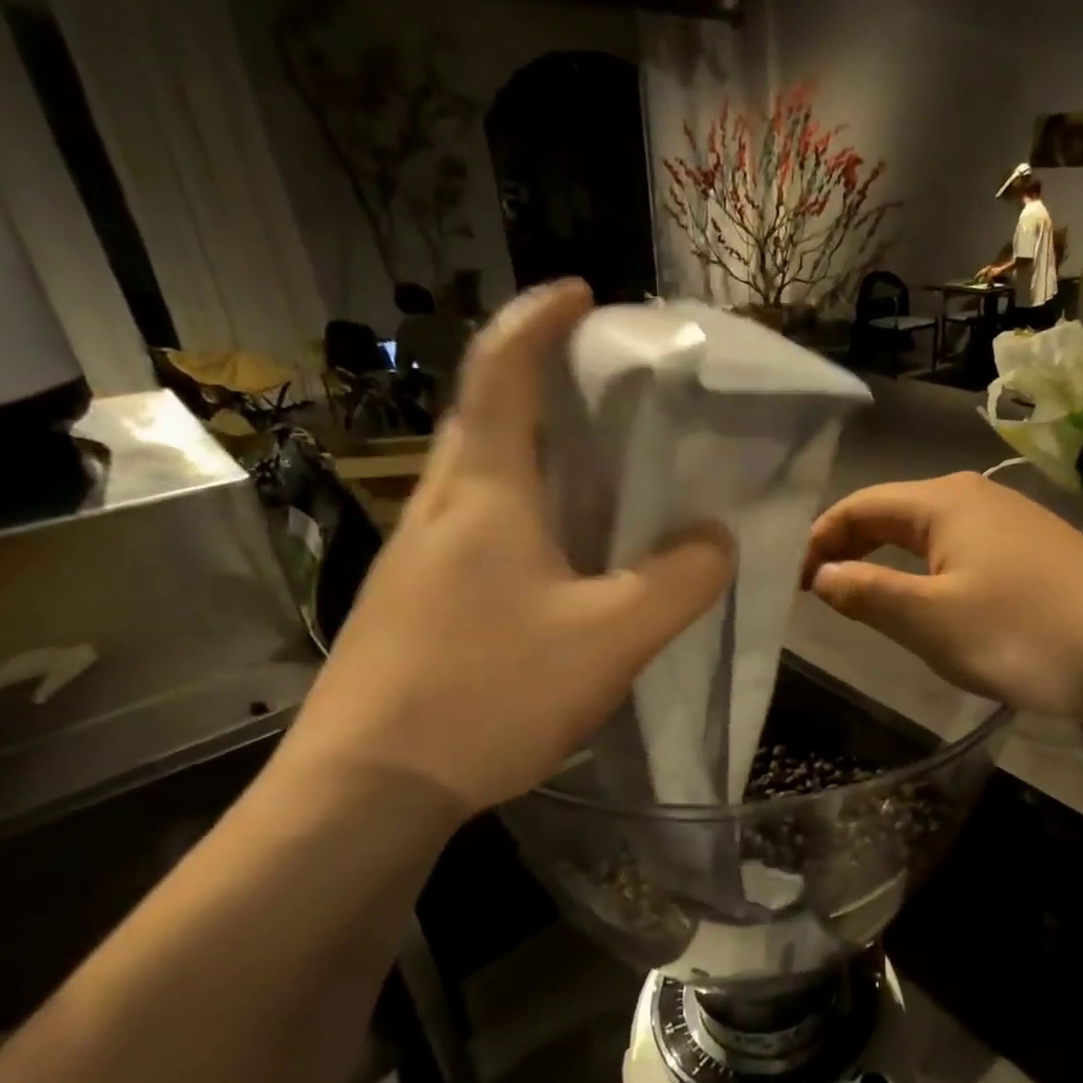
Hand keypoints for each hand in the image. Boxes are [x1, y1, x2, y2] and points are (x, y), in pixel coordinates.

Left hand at [282, 281, 734, 813]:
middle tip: (608, 389)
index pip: (502, 372)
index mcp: (484, 492)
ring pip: (482, 477)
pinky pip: (478, 529)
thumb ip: (679, 581)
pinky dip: (525, 512)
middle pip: (486, 415)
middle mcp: (441, 507)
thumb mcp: (610, 637)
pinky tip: (562, 557)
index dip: (540, 320)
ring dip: (534, 451)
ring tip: (599, 470)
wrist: (365, 789)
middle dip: (541, 380)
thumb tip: (717, 539)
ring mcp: (416, 556)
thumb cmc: (487, 693)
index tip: (581, 293)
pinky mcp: (413, 601)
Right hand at [803, 472, 1082, 723]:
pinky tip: (939, 600)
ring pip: (932, 532)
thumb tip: (822, 576)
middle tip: (824, 591)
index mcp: (944, 500)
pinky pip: (965, 548)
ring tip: (871, 598)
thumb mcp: (929, 620)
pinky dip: (931, 569)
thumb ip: (867, 594)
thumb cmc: (1021, 634)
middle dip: (853, 546)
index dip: (820, 540)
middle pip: (895, 512)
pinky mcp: (1040, 548)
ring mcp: (1014, 519)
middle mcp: (977, 495)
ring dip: (891, 559)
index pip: (860, 505)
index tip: (798, 583)